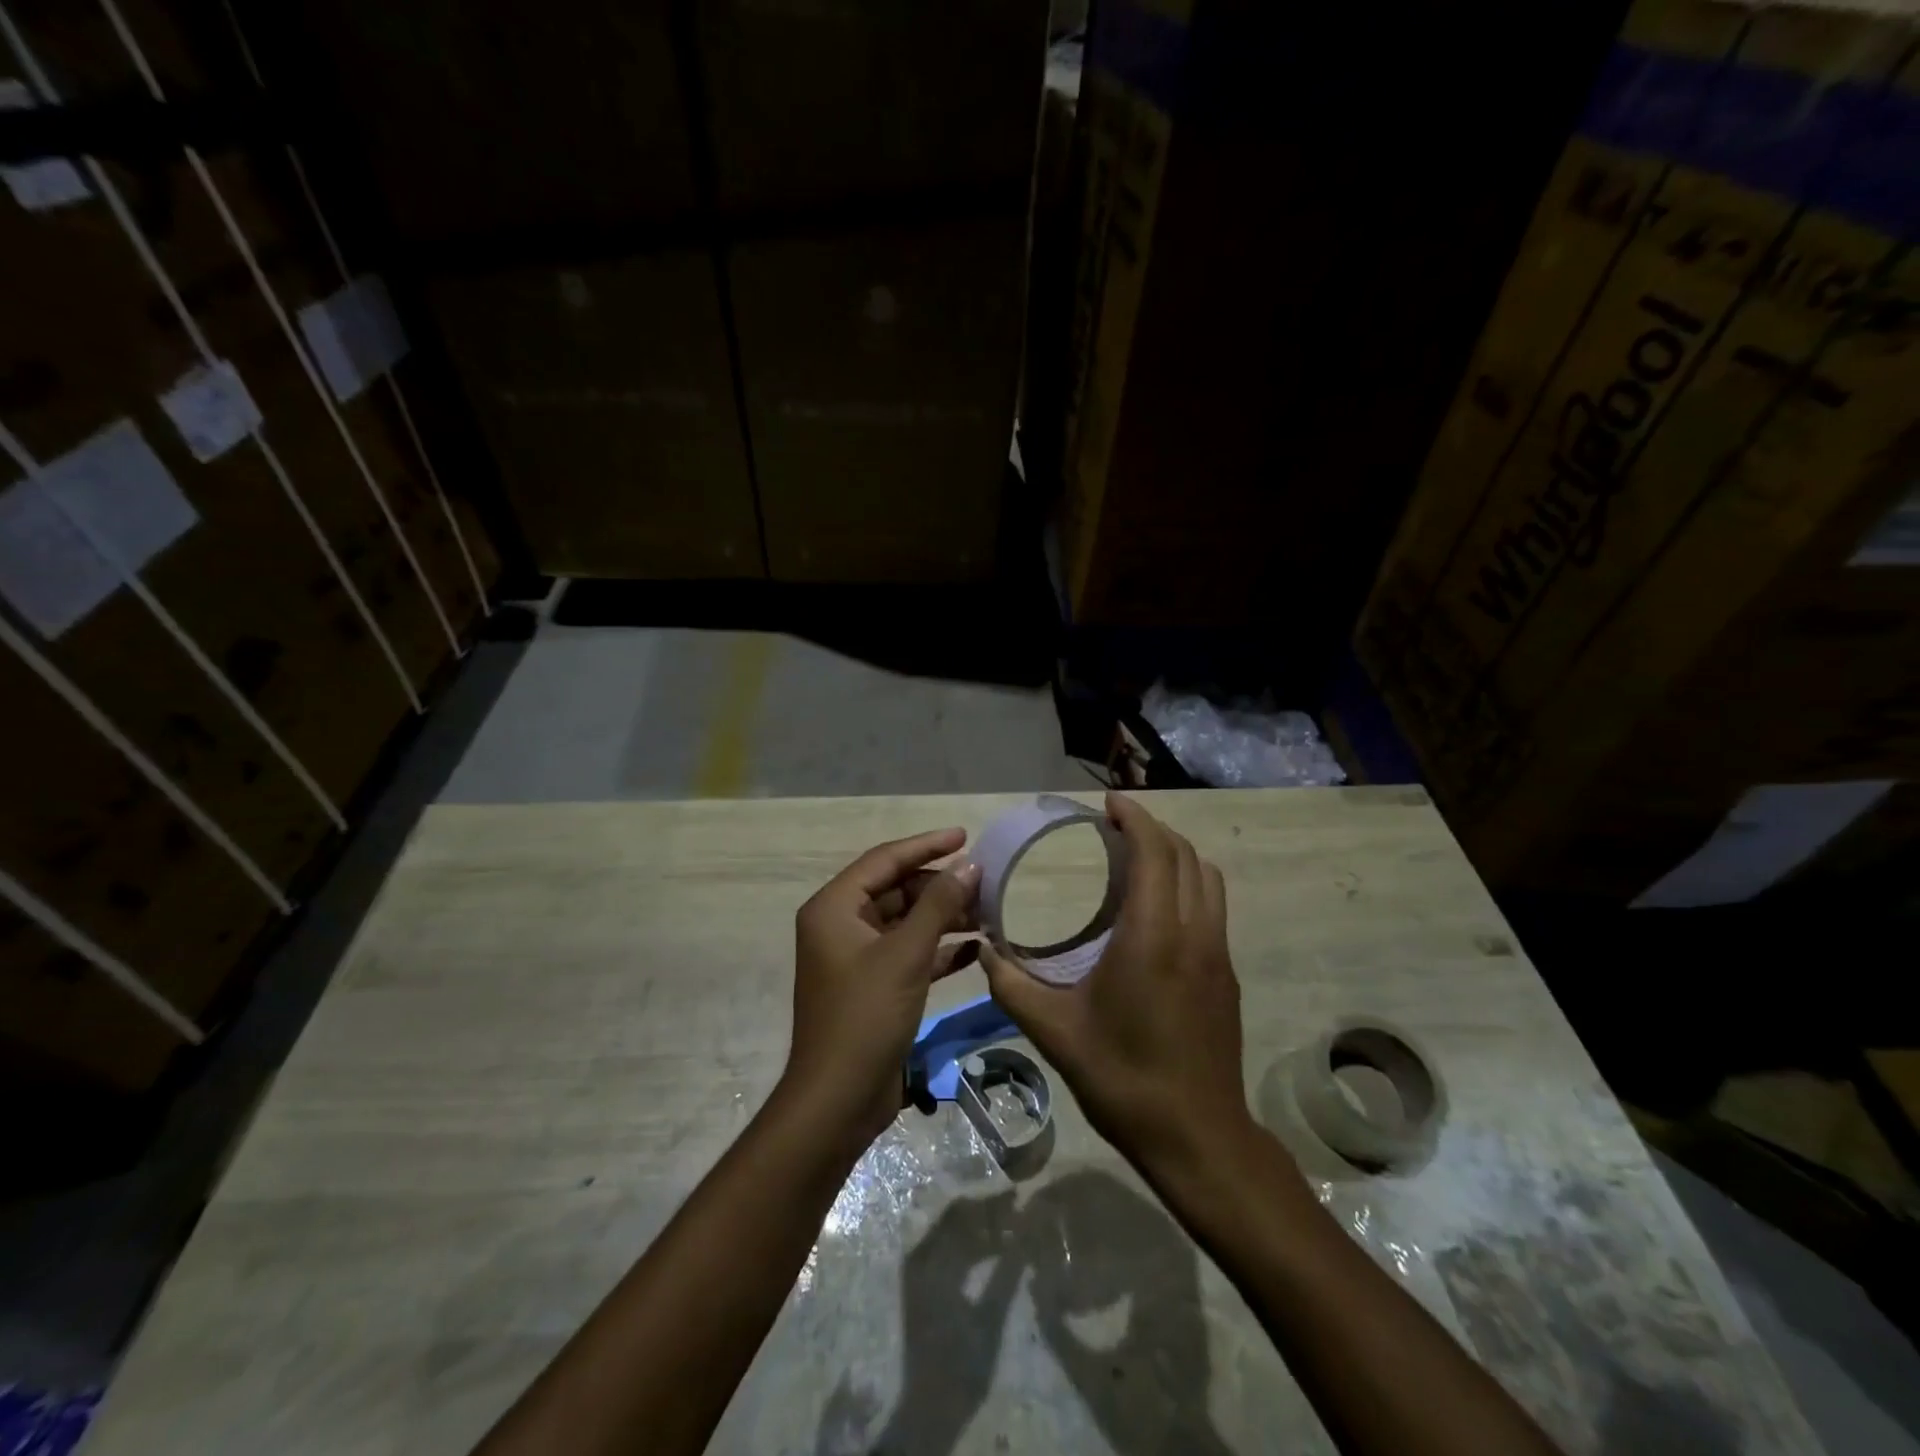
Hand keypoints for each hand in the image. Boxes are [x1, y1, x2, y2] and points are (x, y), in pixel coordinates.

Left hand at [785, 828, 981, 1149]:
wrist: (838, 1100)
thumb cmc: (866, 1016)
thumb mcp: (906, 954)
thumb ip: (939, 905)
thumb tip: (970, 866)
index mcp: (834, 908)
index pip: (884, 860)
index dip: (926, 845)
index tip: (965, 836)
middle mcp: (841, 925)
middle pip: (896, 890)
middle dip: (940, 885)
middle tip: (985, 882)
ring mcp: (856, 958)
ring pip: (905, 923)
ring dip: (944, 917)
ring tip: (988, 912)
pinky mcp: (873, 986)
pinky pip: (909, 954)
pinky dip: (938, 949)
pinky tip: (976, 949)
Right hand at [982, 794, 1253, 1180]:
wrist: (1198, 1137)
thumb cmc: (1124, 1079)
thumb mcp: (1055, 1032)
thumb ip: (1012, 986)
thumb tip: (986, 952)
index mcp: (1153, 937)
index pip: (1156, 853)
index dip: (1136, 819)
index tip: (1109, 804)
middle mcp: (1194, 934)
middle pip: (1186, 856)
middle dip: (1154, 829)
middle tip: (1116, 825)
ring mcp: (1219, 954)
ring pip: (1208, 879)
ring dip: (1176, 855)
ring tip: (1138, 857)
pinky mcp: (1228, 975)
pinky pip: (1212, 907)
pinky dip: (1188, 884)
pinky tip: (1157, 908)